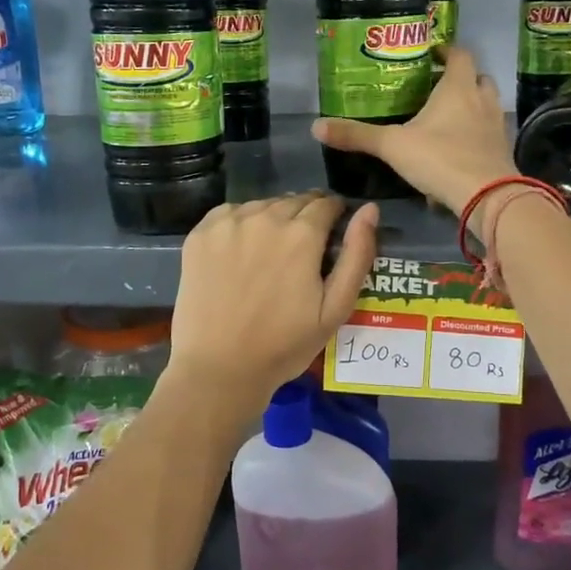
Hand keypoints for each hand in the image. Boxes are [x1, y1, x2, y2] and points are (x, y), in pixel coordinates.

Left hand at [167, 192, 379, 424]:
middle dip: (305, 216)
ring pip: (262, 205)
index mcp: (302, 234)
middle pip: (294, 201)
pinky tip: (241, 251)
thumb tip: (369, 210)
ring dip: (273, 219)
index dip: (334, 215)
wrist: (220, 368)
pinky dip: (241, 223)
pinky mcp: (200, 234)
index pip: (326, 203)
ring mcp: (228, 223)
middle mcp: (265, 217)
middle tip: (302, 249)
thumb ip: (357, 255)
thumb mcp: (335, 309)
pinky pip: (230, 213)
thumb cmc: (284, 345)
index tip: (331, 233)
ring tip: (270, 252)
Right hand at [311, 46, 516, 213]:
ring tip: (446, 117)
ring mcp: (496, 125)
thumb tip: (316, 126)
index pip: (459, 54)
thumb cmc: (441, 158)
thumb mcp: (392, 146)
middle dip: (460, 78)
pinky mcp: (502, 150)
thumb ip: (357, 135)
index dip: (446, 51)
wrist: (488, 197)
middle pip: (477, 77)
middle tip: (435, 87)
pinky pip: (489, 132)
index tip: (430, 54)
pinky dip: (476, 133)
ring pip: (486, 104)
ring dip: (471, 105)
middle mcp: (482, 99)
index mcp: (458, 87)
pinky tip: (458, 148)